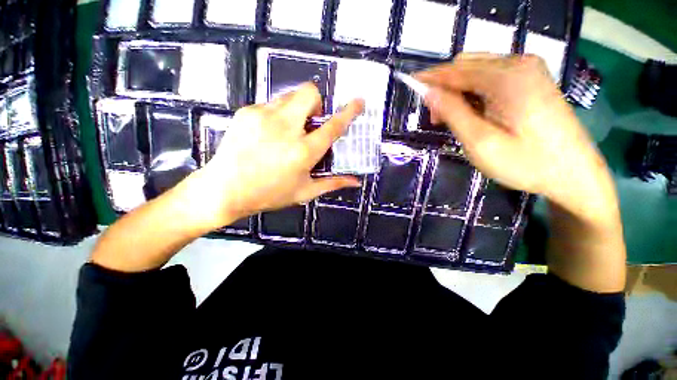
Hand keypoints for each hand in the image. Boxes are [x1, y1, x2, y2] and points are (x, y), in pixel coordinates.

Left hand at [183, 83, 364, 230]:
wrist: (224, 189)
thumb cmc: (269, 194)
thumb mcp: (305, 191)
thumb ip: (333, 183)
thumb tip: (355, 182)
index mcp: (303, 151)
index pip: (332, 126)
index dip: (349, 112)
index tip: (358, 102)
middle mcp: (286, 128)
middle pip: (309, 93)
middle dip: (316, 103)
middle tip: (310, 122)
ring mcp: (264, 116)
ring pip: (290, 96)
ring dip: (297, 109)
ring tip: (288, 130)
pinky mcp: (247, 112)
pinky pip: (271, 104)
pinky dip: (277, 115)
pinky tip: (269, 134)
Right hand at [417, 54, 618, 224]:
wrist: (574, 174)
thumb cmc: (526, 163)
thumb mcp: (480, 141)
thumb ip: (453, 112)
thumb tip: (429, 92)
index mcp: (507, 77)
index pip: (456, 70)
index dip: (430, 78)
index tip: (411, 84)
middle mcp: (520, 64)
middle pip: (467, 65)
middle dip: (445, 87)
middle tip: (436, 117)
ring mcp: (530, 70)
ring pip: (479, 71)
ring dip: (459, 90)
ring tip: (452, 118)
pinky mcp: (533, 81)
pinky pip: (493, 78)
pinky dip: (475, 91)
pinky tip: (473, 112)